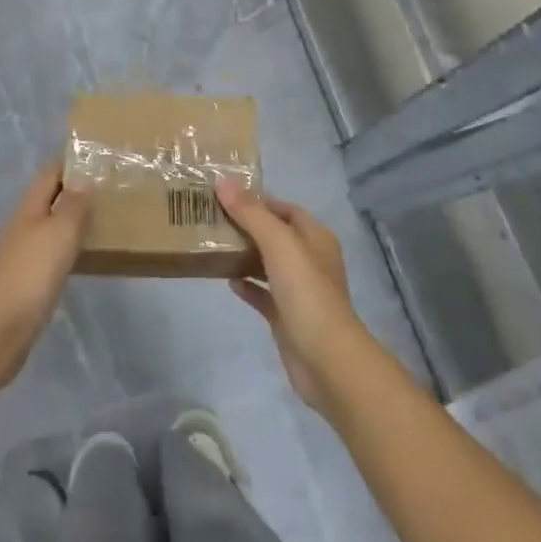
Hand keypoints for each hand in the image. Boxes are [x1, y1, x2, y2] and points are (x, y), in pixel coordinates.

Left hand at [0, 162, 91, 388]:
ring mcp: (23, 253)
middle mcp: (24, 224)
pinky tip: (85, 253)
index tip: (98, 154)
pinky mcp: (28, 280)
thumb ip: (74, 204)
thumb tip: (83, 179)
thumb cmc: (32, 272)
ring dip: (73, 218)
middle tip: (110, 185)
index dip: (71, 161)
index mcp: (30, 207)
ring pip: (52, 225)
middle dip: (75, 188)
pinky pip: (52, 251)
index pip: (51, 173)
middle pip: (50, 197)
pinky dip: (69, 245)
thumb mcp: (60, 231)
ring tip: (105, 216)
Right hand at [220, 179, 371, 418]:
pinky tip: (228, 281)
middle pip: (276, 235)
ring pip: (269, 264)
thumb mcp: (278, 243)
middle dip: (248, 227)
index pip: (285, 209)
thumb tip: (223, 181)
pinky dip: (248, 286)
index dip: (259, 200)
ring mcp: (300, 291)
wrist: (327, 360)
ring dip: (246, 255)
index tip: (226, 196)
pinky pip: (264, 294)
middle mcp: (310, 260)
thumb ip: (251, 213)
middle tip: (214, 219)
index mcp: (316, 238)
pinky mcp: (288, 317)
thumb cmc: (306, 292)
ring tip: (214, 245)